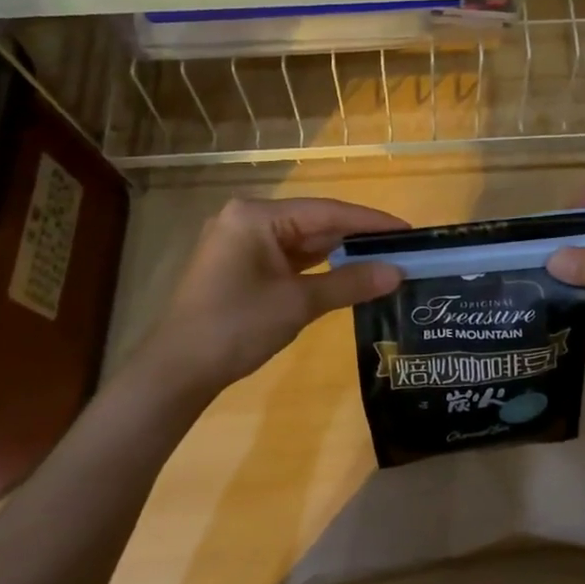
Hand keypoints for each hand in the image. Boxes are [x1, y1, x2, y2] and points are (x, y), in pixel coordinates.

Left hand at [126, 197, 404, 403]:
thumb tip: (398, 273)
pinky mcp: (240, 265)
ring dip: (338, 252)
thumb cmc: (236, 327)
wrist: (176, 372)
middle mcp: (247, 219)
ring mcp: (241, 242)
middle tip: (400, 247)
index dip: (370, 221)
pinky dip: (316, 266)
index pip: (326, 211)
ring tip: (382, 259)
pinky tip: (346, 272)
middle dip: (356, 237)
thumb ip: (350, 283)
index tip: (408, 230)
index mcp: (256, 216)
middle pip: (314, 222)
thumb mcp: (298, 304)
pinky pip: (287, 257)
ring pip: (302, 241)